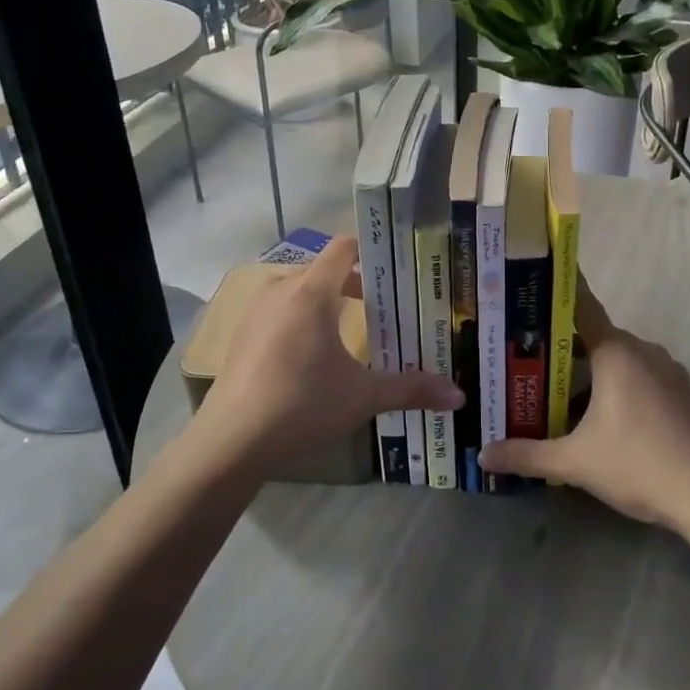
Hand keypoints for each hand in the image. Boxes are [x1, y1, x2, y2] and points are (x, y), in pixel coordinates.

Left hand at [194, 237, 461, 474]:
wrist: (230, 441)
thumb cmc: (302, 405)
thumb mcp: (363, 396)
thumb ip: (412, 389)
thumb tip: (460, 395)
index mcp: (311, 292)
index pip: (344, 248)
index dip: (373, 251)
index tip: (399, 267)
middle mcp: (282, 289)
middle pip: (325, 269)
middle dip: (357, 282)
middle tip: (390, 304)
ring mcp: (258, 310)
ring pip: (302, 289)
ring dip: (329, 300)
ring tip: (357, 327)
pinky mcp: (244, 332)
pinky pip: (282, 308)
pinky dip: (304, 317)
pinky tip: (317, 352)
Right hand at [479, 279, 689, 529]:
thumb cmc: (638, 464)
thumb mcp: (575, 463)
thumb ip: (527, 455)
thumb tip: (484, 455)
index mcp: (616, 352)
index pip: (581, 306)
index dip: (557, 293)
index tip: (533, 283)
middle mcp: (643, 350)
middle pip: (595, 337)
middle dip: (563, 347)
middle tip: (528, 359)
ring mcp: (668, 370)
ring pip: (620, 360)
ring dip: (593, 371)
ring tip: (559, 390)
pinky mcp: (683, 392)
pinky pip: (641, 376)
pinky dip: (619, 386)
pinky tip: (604, 416)